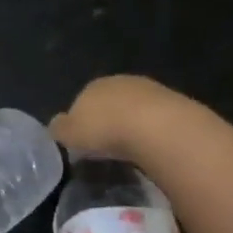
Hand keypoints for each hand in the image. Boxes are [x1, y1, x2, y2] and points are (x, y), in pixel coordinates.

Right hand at [50, 75, 191, 158]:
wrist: (158, 128)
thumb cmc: (105, 130)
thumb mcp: (69, 134)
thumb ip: (59, 128)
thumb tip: (56, 126)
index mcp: (92, 86)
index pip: (81, 102)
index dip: (82, 123)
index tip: (85, 144)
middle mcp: (120, 81)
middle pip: (110, 103)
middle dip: (109, 122)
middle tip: (107, 148)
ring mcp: (150, 89)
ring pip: (135, 109)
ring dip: (133, 126)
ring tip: (132, 151)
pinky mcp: (176, 102)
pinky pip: (157, 119)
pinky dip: (153, 131)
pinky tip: (152, 148)